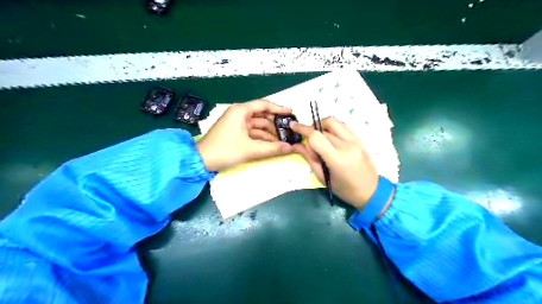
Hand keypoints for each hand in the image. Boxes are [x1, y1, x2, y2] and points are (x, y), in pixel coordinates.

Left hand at [197, 100, 293, 170]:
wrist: (201, 161)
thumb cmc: (225, 150)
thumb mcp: (250, 149)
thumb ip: (272, 148)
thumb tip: (290, 148)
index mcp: (241, 111)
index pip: (264, 105)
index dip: (278, 109)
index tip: (291, 113)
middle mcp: (239, 114)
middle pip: (262, 115)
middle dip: (275, 123)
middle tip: (289, 130)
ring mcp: (236, 123)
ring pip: (258, 125)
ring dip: (269, 132)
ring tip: (283, 140)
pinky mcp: (235, 132)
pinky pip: (252, 132)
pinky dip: (262, 138)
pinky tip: (272, 144)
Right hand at [292, 117, 380, 210]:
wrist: (371, 191)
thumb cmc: (345, 190)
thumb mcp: (323, 178)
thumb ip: (309, 159)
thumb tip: (297, 145)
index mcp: (337, 159)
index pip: (316, 137)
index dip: (303, 129)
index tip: (293, 126)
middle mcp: (347, 146)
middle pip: (323, 129)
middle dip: (312, 133)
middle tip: (310, 144)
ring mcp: (355, 141)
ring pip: (334, 122)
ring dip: (322, 126)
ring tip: (319, 137)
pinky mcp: (359, 139)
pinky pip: (343, 125)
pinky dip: (333, 127)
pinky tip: (331, 137)